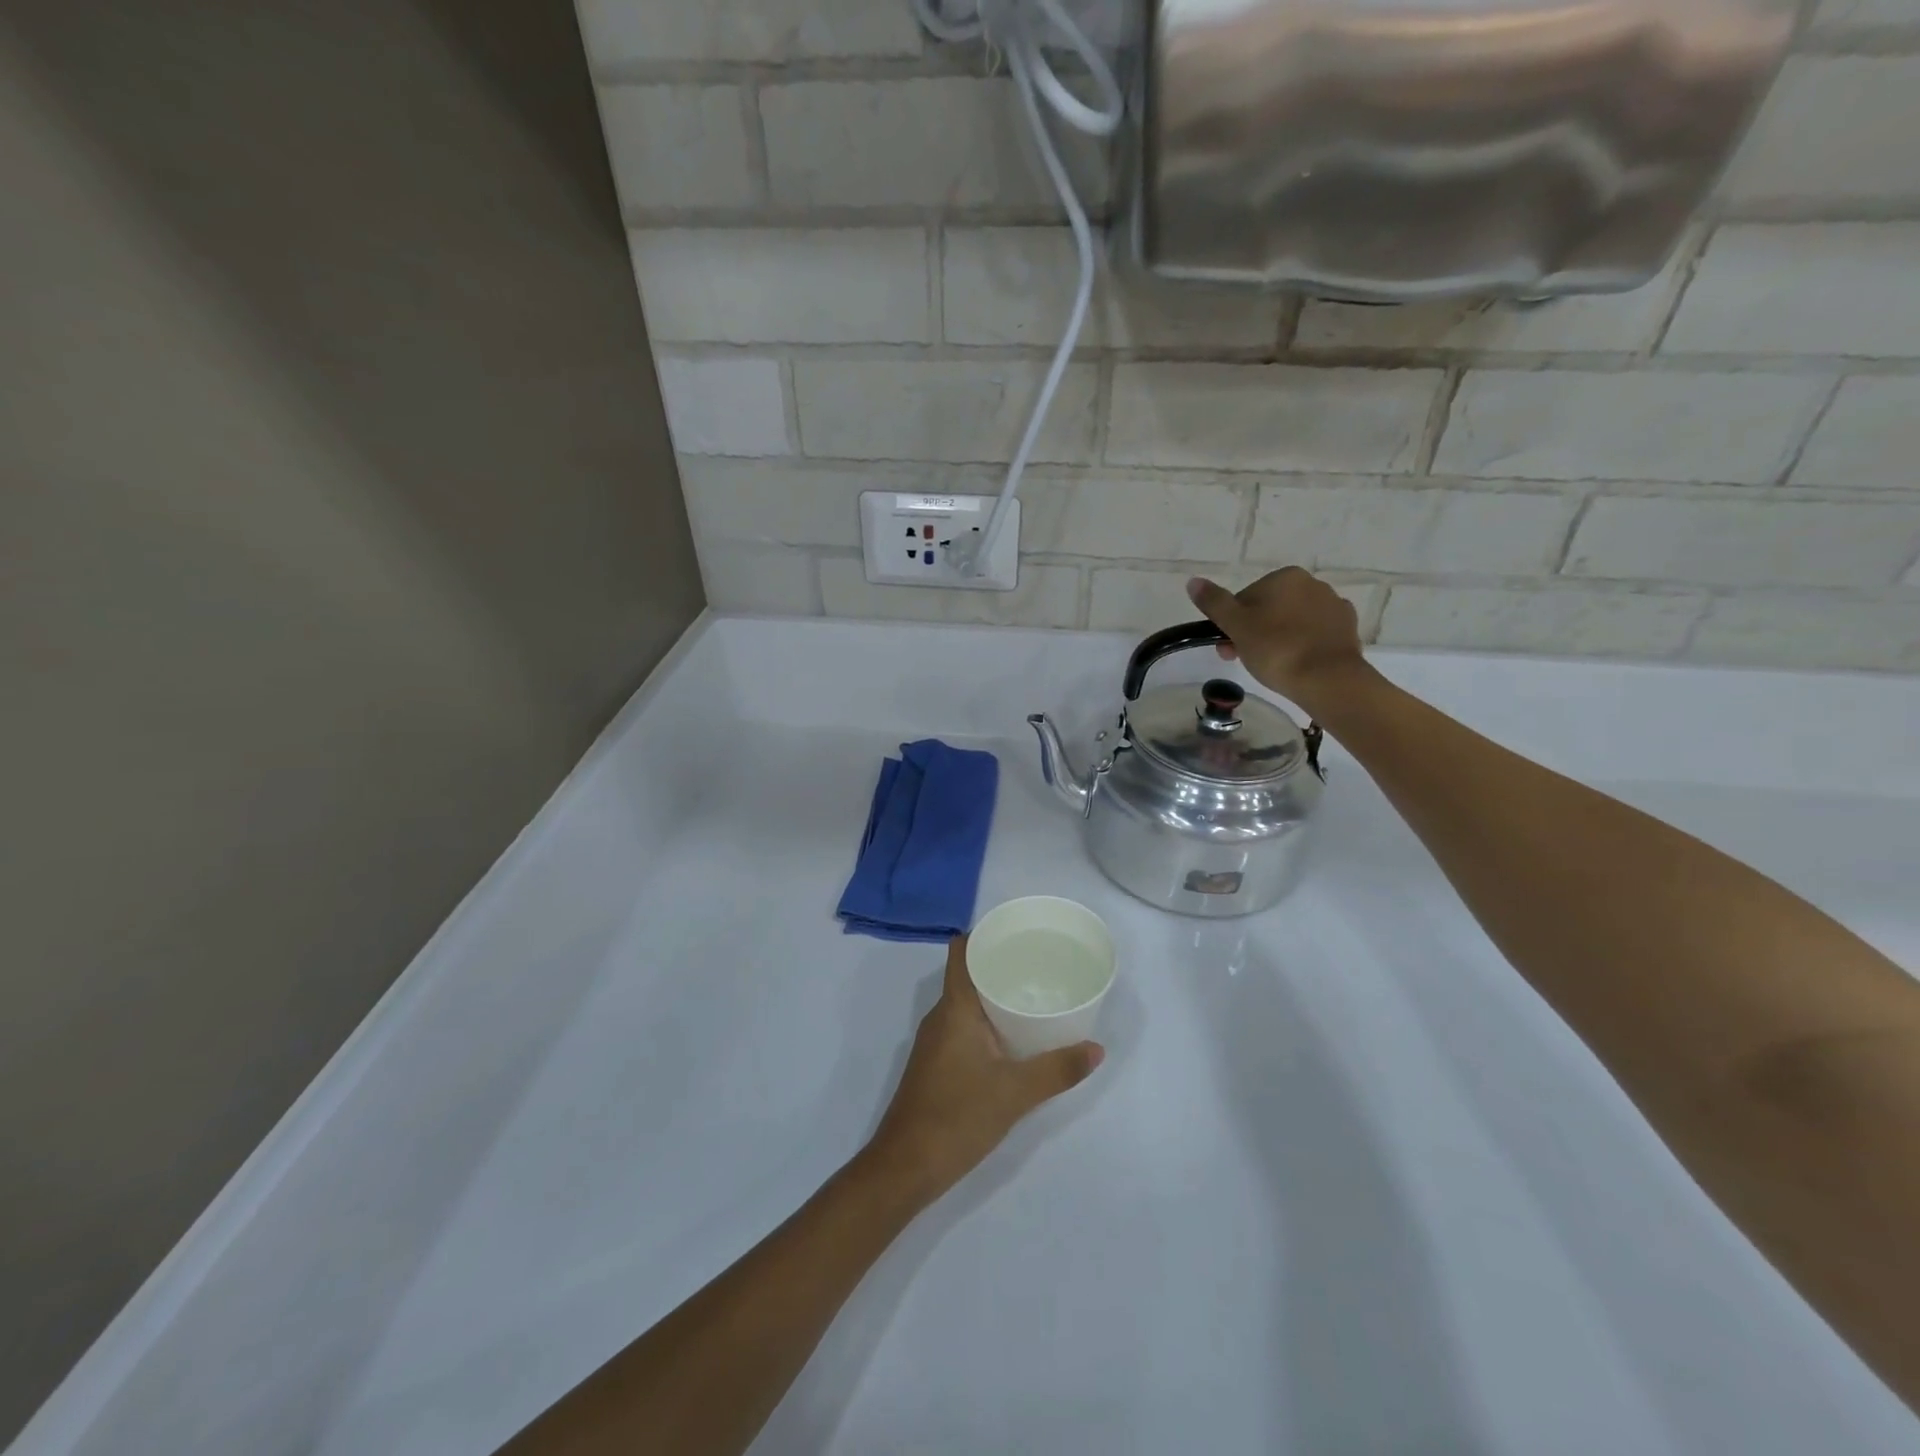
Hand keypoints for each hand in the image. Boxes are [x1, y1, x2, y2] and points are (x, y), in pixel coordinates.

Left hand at [864, 937, 1103, 1205]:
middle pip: (969, 973)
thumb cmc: (957, 1116)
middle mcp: (941, 1016)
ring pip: (967, 1002)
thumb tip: (1097, 1048)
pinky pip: (964, 1026)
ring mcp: (936, 1041)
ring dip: (996, 995)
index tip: (1018, 932)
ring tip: (1035, 995)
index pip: (962, 951)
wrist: (905, 1166)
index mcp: (954, 1007)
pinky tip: (1014, 1038)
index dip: (985, 934)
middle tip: (1041, 964)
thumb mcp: (1015, 1094)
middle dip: (1001, 965)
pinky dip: (988, 1021)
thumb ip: (1057, 1070)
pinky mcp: (937, 1064)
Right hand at [1186, 568, 1368, 713]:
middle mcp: (1313, 583)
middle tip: (1244, 660)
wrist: (1328, 679)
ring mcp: (1334, 605)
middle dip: (1254, 631)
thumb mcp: (1236, 626)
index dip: (1233, 624)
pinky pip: (1316, 633)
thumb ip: (1214, 603)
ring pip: (1293, 620)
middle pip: (1270, 608)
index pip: (1246, 598)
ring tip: (1272, 666)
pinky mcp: (1348, 628)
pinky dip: (1304, 644)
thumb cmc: (1276, 649)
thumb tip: (1193, 581)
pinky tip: (1298, 663)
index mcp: (1285, 577)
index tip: (1228, 648)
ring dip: (1279, 637)